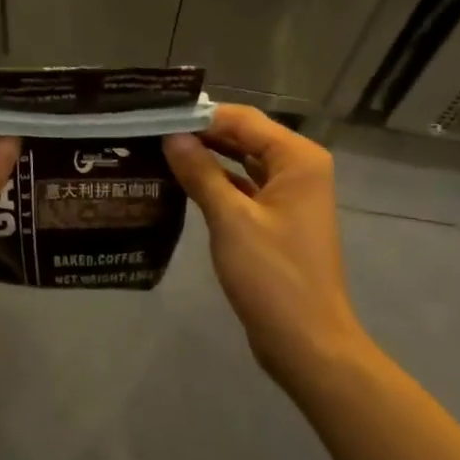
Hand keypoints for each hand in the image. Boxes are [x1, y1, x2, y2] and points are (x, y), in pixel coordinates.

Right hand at [163, 107, 364, 381]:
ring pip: (242, 163)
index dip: (200, 116)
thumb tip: (172, 136)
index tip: (156, 117)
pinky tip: (181, 183)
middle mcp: (298, 168)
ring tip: (159, 152)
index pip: (242, 120)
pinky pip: (244, 188)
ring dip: (207, 159)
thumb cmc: (273, 276)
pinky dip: (217, 184)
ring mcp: (289, 195)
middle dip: (201, 135)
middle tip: (151, 133)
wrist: (307, 343)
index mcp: (297, 158)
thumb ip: (200, 172)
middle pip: (244, 137)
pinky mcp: (277, 220)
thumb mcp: (231, 219)